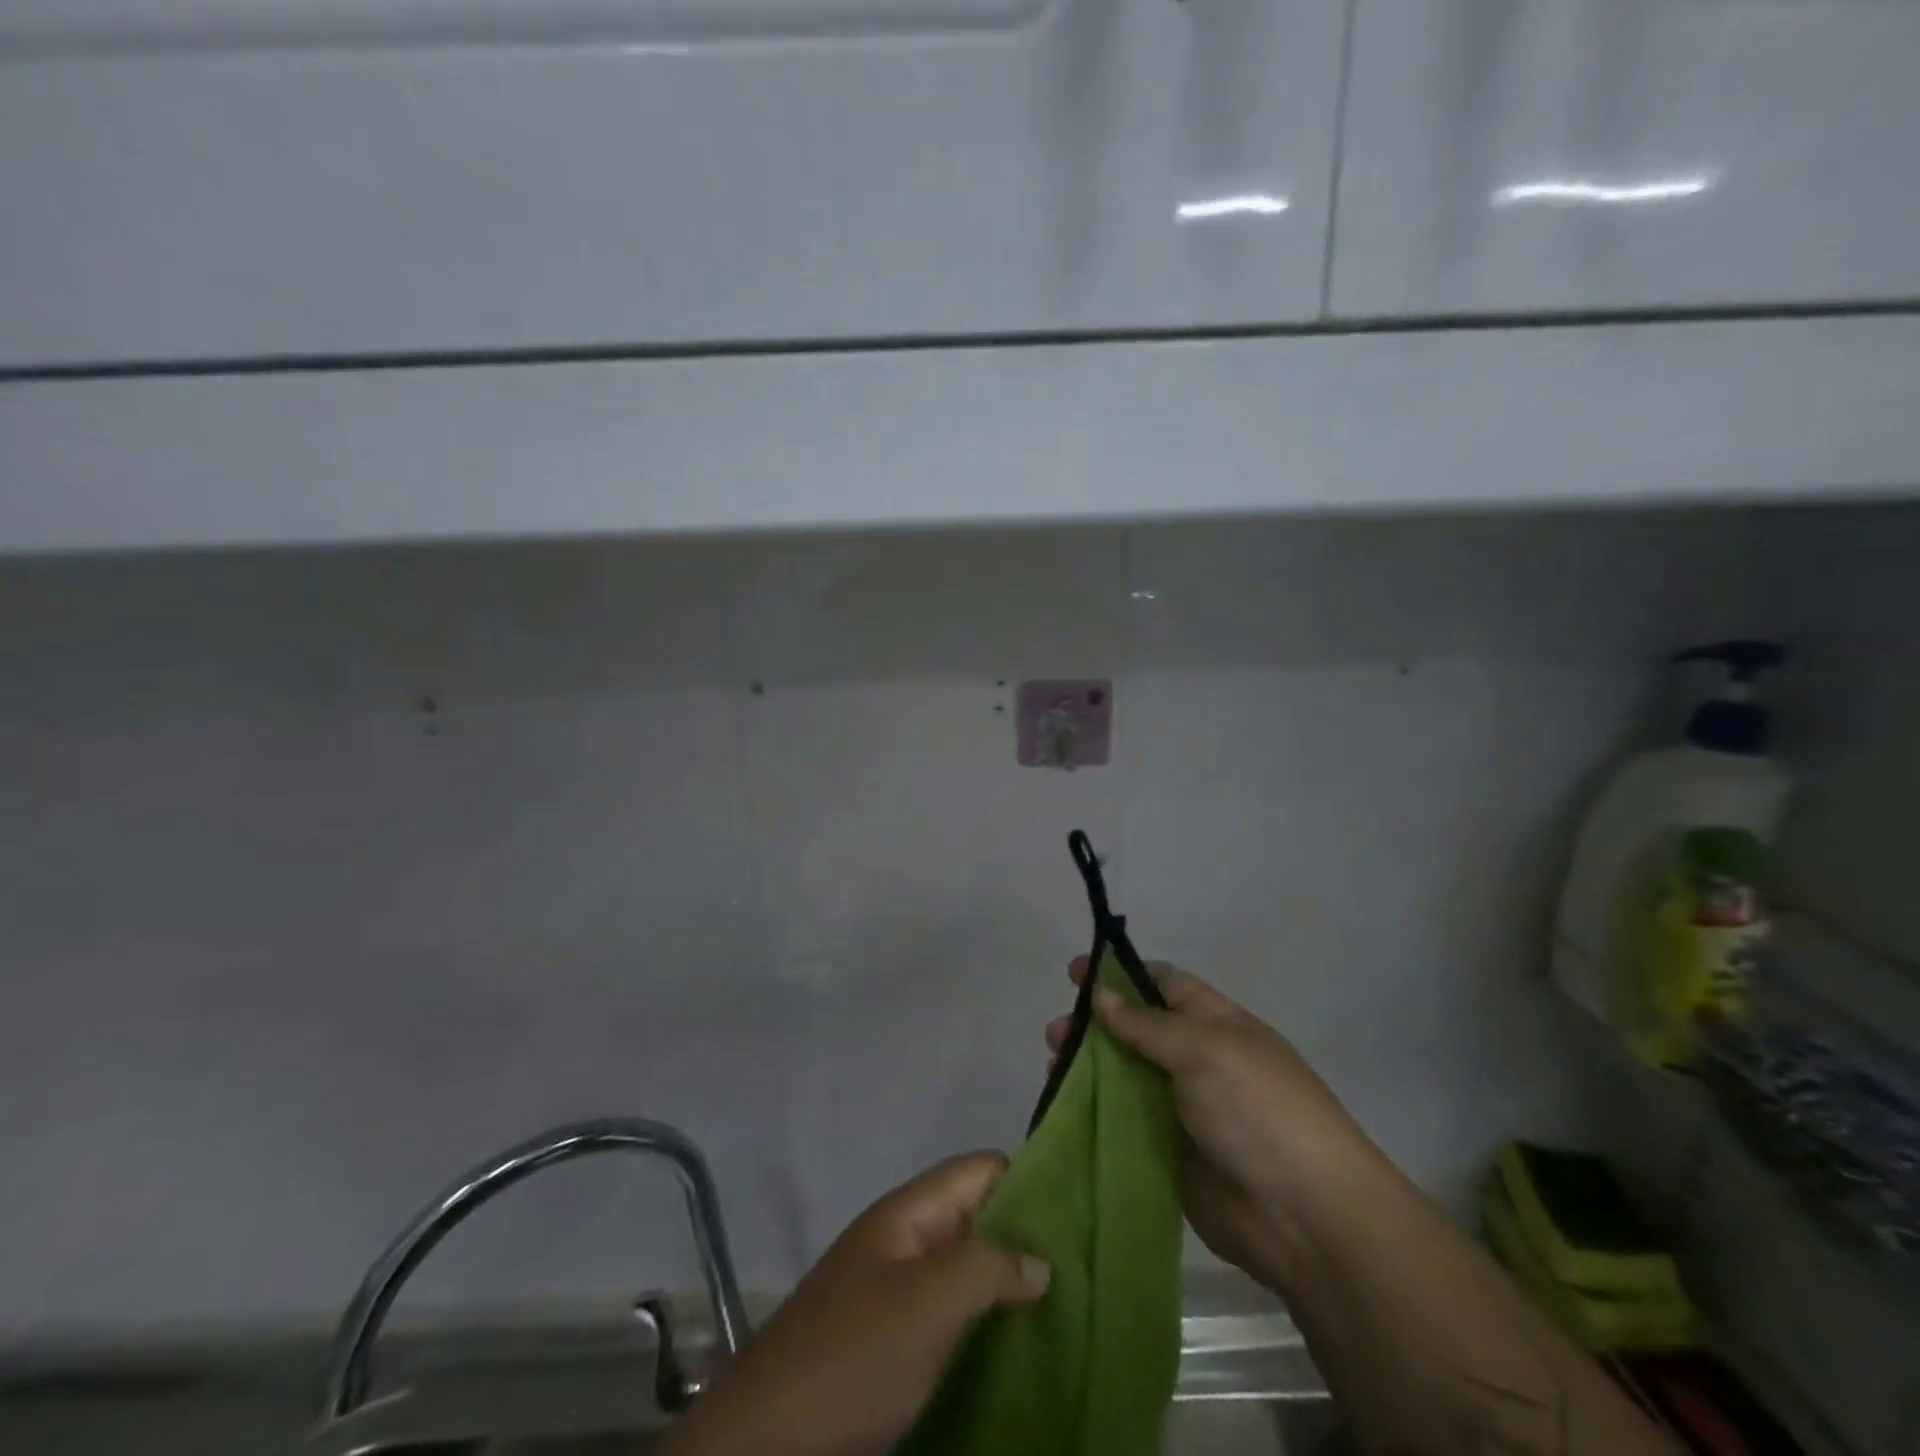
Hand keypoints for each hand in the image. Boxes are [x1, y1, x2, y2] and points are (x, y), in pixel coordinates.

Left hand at [660, 1153, 1050, 1455]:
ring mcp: (898, 1292)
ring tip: (1067, 1308)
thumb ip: (987, 1266)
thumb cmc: (853, 1356)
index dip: (1028, 1180)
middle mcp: (906, 1240)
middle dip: (1026, 1238)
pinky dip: (986, 1323)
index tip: (1080, 1211)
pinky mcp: (895, 1342)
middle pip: (978, 1217)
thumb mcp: (927, 1303)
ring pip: (968, 1269)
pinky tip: (1019, 1347)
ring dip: (1009, 1285)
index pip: (980, 1170)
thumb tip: (1041, 1257)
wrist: (767, 1442)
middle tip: (1085, 1268)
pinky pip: (953, 1316)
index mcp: (909, 1212)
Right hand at [1046, 958, 1375, 1294]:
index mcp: (1216, 1024)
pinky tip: (1065, 1108)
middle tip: (1056, 1032)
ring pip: (1124, 1077)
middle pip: (1136, 1031)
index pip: (1162, 984)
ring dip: (1088, 1067)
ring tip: (1054, 1064)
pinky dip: (1094, 1113)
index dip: (1120, 974)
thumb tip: (1101, 994)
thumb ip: (1147, 1024)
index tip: (1076, 973)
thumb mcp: (1204, 1050)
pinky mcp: (1167, 1155)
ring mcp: (1182, 1110)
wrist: (1305, 1218)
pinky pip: (1124, 1125)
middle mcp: (1196, 1061)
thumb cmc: (1259, 1110)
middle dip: (1095, 1024)